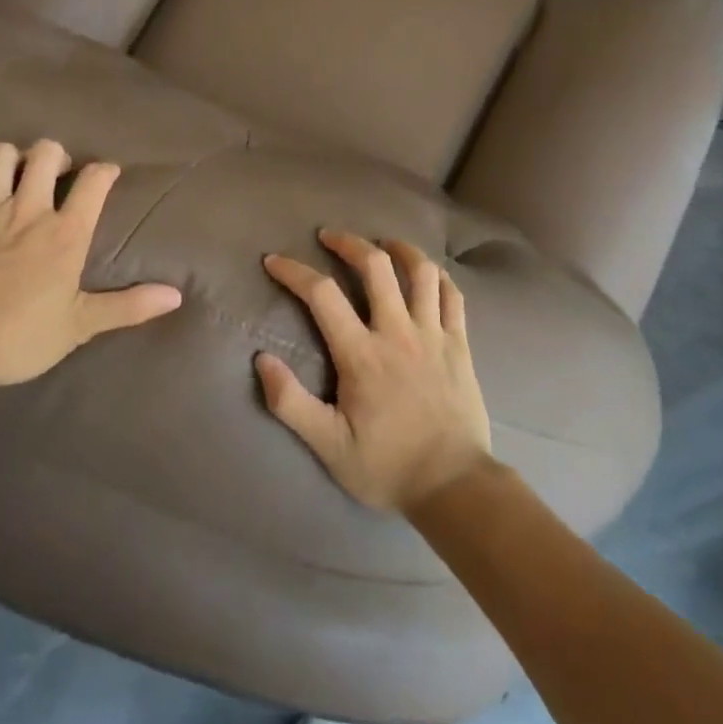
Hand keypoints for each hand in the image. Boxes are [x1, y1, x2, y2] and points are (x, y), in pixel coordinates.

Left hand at [0, 140, 181, 390]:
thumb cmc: (20, 338)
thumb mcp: (80, 326)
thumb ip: (128, 306)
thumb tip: (175, 295)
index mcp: (65, 234)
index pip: (94, 182)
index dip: (105, 171)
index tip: (107, 175)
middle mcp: (29, 210)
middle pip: (46, 153)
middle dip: (56, 155)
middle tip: (58, 174)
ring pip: (2, 155)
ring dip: (14, 156)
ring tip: (18, 171)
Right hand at [255, 230, 491, 512]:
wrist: (455, 486)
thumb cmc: (387, 466)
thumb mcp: (328, 446)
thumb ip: (291, 403)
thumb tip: (262, 359)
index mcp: (362, 354)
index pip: (321, 294)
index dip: (294, 271)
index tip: (274, 261)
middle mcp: (398, 332)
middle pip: (375, 265)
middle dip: (348, 243)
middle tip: (330, 237)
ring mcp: (434, 334)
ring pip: (421, 271)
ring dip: (399, 249)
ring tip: (382, 245)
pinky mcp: (460, 344)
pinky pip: (452, 295)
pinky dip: (437, 276)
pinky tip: (426, 274)